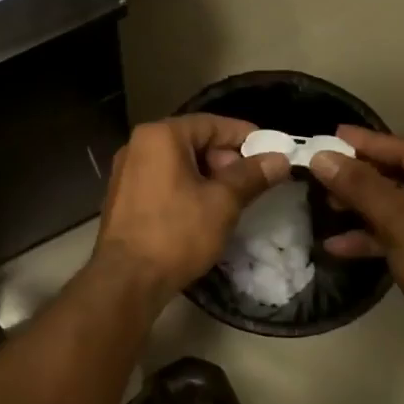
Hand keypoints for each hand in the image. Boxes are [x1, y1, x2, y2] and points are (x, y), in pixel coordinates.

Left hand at [95, 116, 291, 301]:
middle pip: (193, 141)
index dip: (245, 136)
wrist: (126, 279)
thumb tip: (280, 159)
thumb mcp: (222, 203)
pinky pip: (163, 180)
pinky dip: (187, 188)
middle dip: (226, 159)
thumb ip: (251, 175)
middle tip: (252, 182)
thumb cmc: (177, 233)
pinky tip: (204, 211)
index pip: (211, 123)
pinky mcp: (123, 197)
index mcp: (160, 136)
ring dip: (208, 176)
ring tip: (233, 200)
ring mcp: (126, 171)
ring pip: (178, 163)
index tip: (271, 151)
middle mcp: (138, 145)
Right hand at [309, 127, 403, 356]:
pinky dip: (372, 235)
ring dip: (362, 207)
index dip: (367, 143)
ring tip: (325, 203)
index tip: (332, 133)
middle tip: (321, 169)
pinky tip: (336, 244)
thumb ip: (358, 185)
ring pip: (398, 204)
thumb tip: (320, 156)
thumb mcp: (398, 219)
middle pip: (402, 175)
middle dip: (360, 178)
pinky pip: (401, 230)